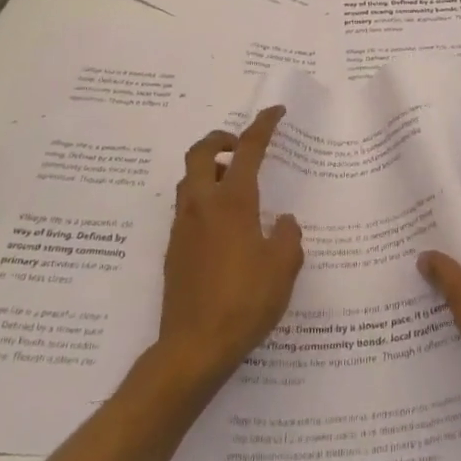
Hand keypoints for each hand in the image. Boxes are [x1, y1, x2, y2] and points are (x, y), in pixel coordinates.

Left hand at [155, 106, 303, 386]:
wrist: (193, 348)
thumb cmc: (245, 302)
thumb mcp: (283, 267)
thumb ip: (287, 236)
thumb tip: (282, 221)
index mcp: (233, 202)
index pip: (248, 149)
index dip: (263, 125)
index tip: (275, 112)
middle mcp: (202, 205)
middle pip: (202, 152)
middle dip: (221, 138)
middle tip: (240, 145)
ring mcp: (182, 228)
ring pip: (189, 179)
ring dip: (210, 169)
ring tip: (236, 185)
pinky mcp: (173, 250)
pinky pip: (186, 208)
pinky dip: (203, 198)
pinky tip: (225, 226)